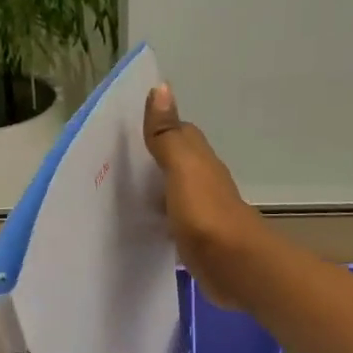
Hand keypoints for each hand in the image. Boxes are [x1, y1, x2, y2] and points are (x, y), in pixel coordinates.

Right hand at [143, 83, 270, 308]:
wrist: (234, 265)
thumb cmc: (205, 213)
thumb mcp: (182, 169)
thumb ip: (167, 135)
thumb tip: (161, 87)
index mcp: (200, 161)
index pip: (181, 133)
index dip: (159, 127)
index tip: (130, 129)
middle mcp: (204, 182)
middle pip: (177, 163)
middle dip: (154, 159)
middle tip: (118, 162)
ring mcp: (202, 212)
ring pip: (175, 192)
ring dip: (156, 189)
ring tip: (122, 192)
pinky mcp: (198, 240)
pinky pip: (174, 221)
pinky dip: (161, 217)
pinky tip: (144, 224)